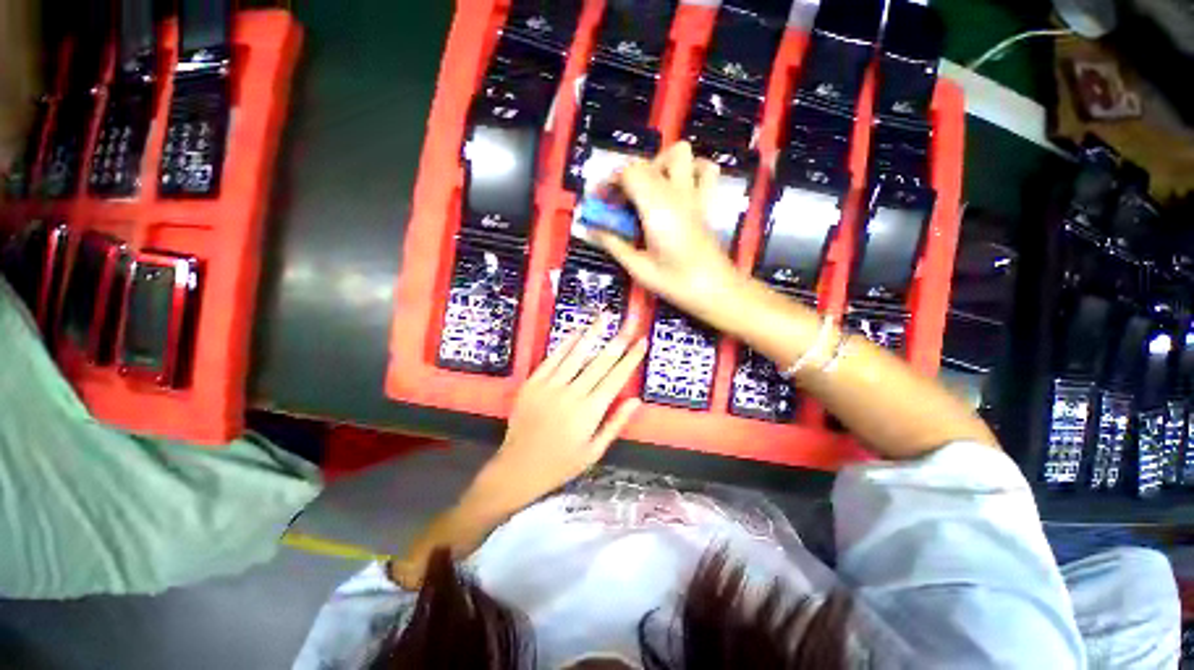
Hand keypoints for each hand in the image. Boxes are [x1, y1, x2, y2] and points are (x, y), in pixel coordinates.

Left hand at [482, 316, 646, 508]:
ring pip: (576, 354)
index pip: (616, 378)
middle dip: (618, 340)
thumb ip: (615, 424)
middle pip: (600, 362)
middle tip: (630, 321)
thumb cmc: (561, 464)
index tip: (642, 342)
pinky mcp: (533, 383)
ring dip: (593, 334)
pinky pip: (552, 359)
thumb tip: (635, 401)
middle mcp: (572, 394)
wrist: (518, 468)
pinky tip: (577, 332)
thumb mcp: (594, 452)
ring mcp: (550, 386)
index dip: (631, 358)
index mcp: (590, 412)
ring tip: (605, 317)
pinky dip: (566, 344)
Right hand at [593, 142, 742, 322]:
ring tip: (647, 192)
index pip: (628, 173)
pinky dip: (690, 169)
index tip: (599, 201)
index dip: (609, 183)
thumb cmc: (674, 282)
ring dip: (657, 165)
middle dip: (625, 176)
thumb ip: (612, 243)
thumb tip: (588, 230)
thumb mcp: (638, 267)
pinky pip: (704, 170)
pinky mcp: (706, 202)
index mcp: (656, 207)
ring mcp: (695, 194)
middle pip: (646, 163)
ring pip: (679, 154)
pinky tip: (678, 188)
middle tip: (617, 202)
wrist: (715, 290)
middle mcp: (676, 193)